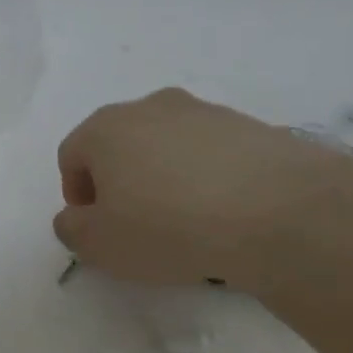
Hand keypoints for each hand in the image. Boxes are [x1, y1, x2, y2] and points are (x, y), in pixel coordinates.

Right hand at [54, 88, 352, 296]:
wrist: (280, 211)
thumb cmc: (169, 226)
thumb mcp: (101, 245)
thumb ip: (72, 229)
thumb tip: (75, 218)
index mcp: (104, 127)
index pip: (72, 156)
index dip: (77, 196)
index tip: (98, 229)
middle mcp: (148, 107)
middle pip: (118, 145)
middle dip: (120, 183)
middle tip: (137, 225)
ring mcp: (202, 111)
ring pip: (166, 146)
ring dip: (164, 177)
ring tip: (187, 221)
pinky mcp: (248, 125)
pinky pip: (211, 153)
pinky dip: (207, 177)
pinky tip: (225, 212)